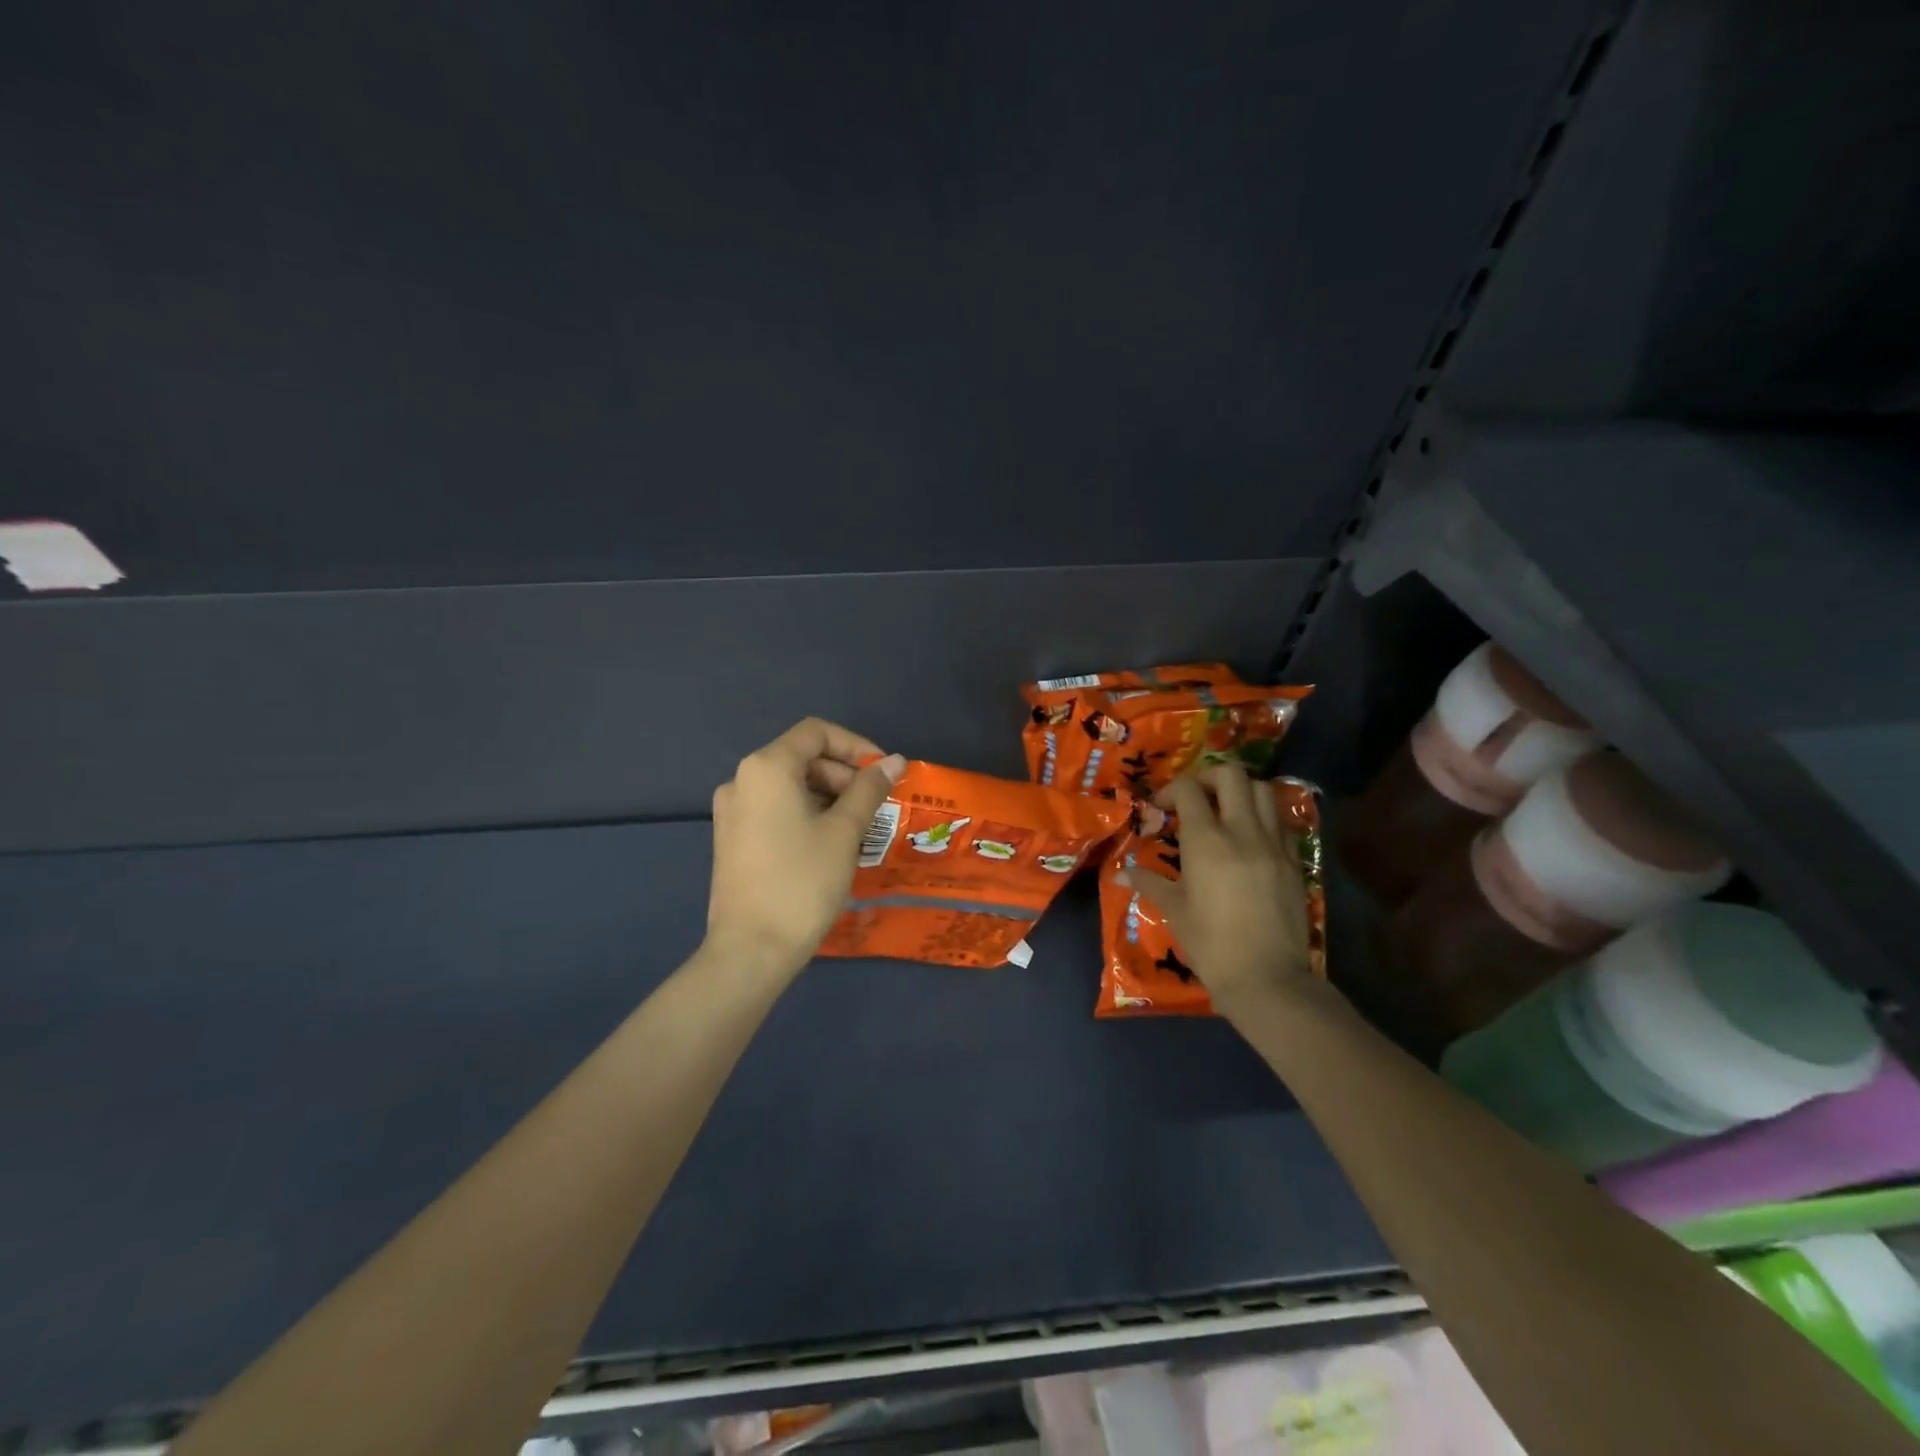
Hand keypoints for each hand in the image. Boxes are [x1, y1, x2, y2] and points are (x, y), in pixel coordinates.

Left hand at [705, 718, 905, 975]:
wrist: (751, 949)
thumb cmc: (803, 881)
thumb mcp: (844, 831)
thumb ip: (869, 789)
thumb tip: (895, 761)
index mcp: (767, 768)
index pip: (816, 732)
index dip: (856, 745)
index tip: (883, 774)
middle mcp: (742, 779)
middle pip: (802, 757)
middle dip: (843, 775)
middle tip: (874, 807)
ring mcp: (732, 810)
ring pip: (790, 785)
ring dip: (829, 796)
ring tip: (858, 828)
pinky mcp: (732, 837)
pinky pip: (775, 808)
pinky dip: (807, 813)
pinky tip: (830, 843)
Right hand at [1119, 764, 1312, 1006]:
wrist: (1267, 978)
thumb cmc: (1210, 944)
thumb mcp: (1174, 910)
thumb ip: (1149, 882)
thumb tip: (1122, 872)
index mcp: (1206, 841)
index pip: (1188, 789)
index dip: (1170, 790)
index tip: (1160, 808)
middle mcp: (1242, 831)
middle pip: (1231, 774)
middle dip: (1208, 777)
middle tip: (1195, 798)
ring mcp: (1274, 843)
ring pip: (1262, 790)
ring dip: (1239, 791)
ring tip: (1225, 811)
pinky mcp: (1295, 860)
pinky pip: (1280, 820)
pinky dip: (1263, 816)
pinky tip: (1249, 837)